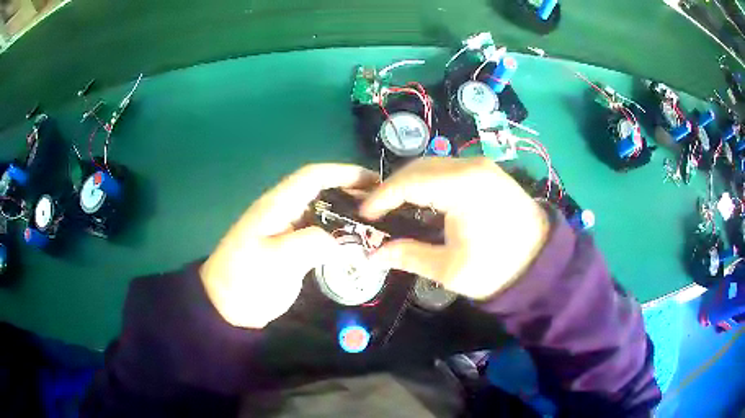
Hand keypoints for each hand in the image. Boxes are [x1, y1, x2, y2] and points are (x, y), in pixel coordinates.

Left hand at [200, 164, 377, 328]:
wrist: (226, 305)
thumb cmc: (245, 279)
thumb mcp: (275, 260)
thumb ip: (309, 244)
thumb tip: (336, 240)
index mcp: (277, 205)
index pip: (312, 176)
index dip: (342, 172)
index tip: (371, 179)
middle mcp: (284, 211)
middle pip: (321, 190)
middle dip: (350, 191)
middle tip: (381, 203)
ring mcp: (287, 231)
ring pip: (322, 211)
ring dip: (347, 211)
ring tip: (375, 221)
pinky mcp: (290, 249)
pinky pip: (319, 233)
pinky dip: (338, 233)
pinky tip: (355, 243)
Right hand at [361, 157, 548, 299]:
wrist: (542, 262)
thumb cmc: (497, 268)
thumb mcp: (448, 268)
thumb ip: (407, 255)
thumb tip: (372, 255)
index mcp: (461, 187)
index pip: (408, 182)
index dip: (381, 197)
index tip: (364, 215)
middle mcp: (470, 166)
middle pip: (418, 167)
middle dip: (393, 187)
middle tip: (377, 211)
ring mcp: (481, 166)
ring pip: (433, 165)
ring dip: (410, 182)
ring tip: (395, 206)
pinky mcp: (488, 171)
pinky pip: (448, 169)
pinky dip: (429, 182)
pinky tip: (423, 200)